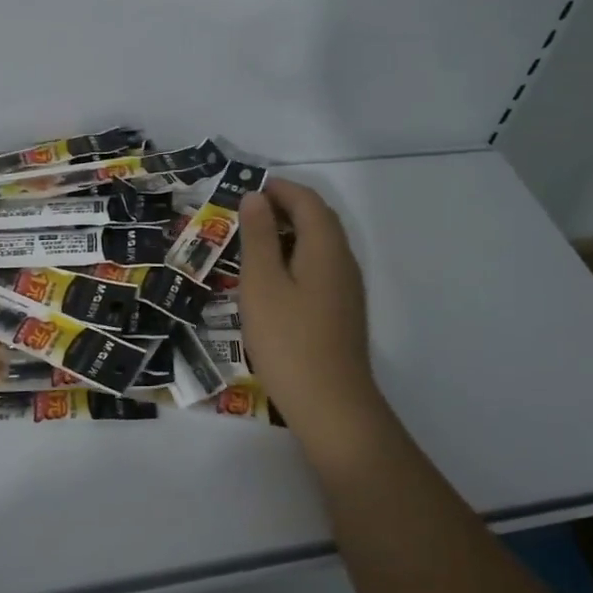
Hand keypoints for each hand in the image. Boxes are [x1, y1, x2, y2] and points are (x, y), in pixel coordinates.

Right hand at [238, 179, 381, 430]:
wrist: (331, 404)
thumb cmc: (288, 340)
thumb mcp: (262, 284)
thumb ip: (259, 236)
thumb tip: (256, 197)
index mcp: (326, 247)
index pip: (307, 201)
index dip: (279, 188)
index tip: (246, 189)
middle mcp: (343, 261)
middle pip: (318, 219)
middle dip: (284, 207)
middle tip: (246, 213)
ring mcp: (346, 288)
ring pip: (319, 245)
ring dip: (289, 233)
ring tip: (252, 242)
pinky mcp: (342, 311)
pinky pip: (319, 267)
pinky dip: (295, 258)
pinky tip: (272, 279)